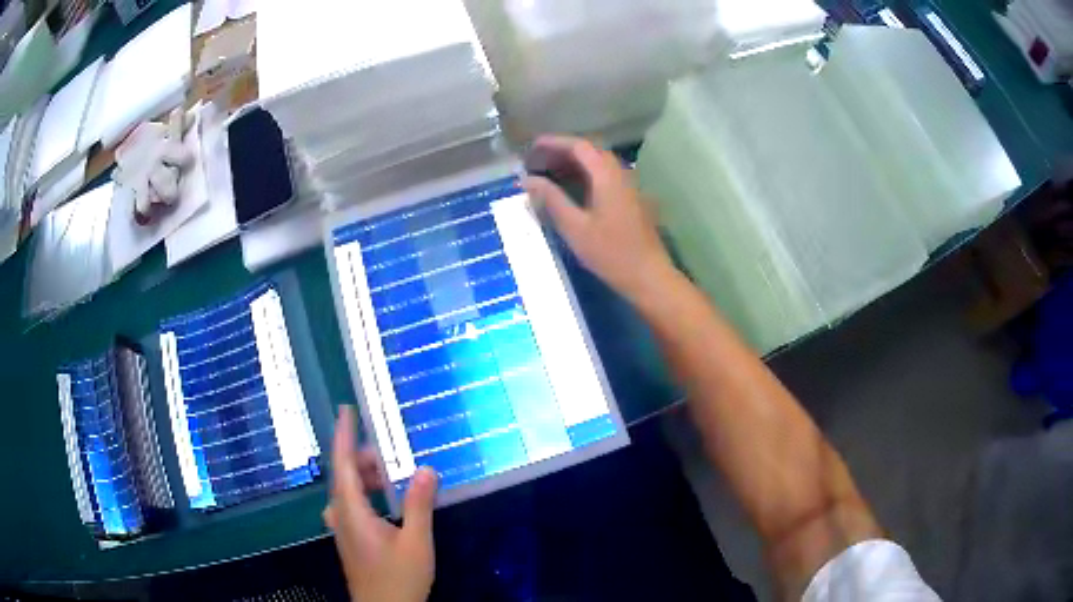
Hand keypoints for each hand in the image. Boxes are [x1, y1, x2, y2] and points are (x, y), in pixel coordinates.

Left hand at [325, 406, 438, 601]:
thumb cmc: (398, 578)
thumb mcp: (416, 542)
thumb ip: (419, 504)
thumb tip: (426, 469)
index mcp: (351, 511)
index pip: (343, 464)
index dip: (344, 435)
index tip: (346, 410)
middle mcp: (340, 515)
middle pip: (345, 476)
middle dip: (365, 458)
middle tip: (392, 452)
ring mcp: (342, 528)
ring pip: (348, 491)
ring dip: (367, 478)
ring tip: (393, 474)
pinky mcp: (349, 538)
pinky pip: (352, 504)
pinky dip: (367, 493)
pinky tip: (387, 500)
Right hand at [523, 135, 673, 304]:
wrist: (649, 277)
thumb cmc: (610, 253)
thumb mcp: (574, 227)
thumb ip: (551, 199)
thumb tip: (528, 179)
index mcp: (607, 176)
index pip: (579, 146)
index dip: (554, 142)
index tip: (532, 146)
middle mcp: (621, 174)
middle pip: (591, 152)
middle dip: (562, 152)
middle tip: (537, 160)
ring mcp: (629, 187)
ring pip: (599, 165)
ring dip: (574, 164)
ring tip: (549, 173)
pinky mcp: (632, 200)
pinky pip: (606, 177)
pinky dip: (585, 176)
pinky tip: (572, 190)